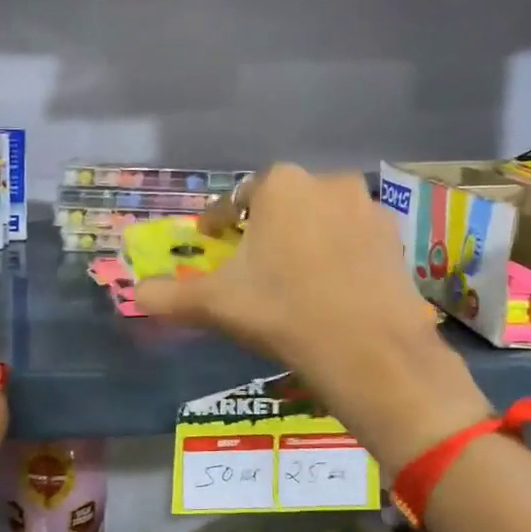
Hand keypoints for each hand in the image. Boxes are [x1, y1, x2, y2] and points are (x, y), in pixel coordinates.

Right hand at [135, 165, 490, 464]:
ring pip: (322, 218)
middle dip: (265, 227)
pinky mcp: (395, 237)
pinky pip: (354, 238)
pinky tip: (334, 285)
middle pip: (283, 204)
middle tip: (253, 261)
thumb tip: (135, 294)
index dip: (218, 221)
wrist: (369, 349)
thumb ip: (169, 296)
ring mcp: (367, 207)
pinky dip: (340, 253)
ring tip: (295, 275)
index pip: (236, 199)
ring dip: (305, 237)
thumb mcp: (216, 304)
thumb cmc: (282, 311)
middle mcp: (326, 182)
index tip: (209, 238)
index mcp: (280, 186)